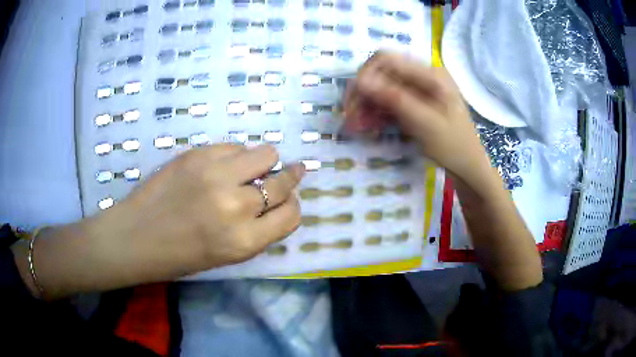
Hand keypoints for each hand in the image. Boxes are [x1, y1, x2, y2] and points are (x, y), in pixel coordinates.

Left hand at [17, 144, 303, 298]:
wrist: (136, 236)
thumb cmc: (180, 255)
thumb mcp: (227, 255)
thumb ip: (258, 230)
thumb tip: (278, 200)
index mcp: (244, 242)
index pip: (292, 215)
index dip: (293, 207)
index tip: (287, 201)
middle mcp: (236, 207)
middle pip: (284, 182)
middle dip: (288, 180)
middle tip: (283, 176)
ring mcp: (216, 175)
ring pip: (266, 153)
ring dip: (264, 162)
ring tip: (249, 169)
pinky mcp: (198, 154)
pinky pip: (235, 146)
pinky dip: (236, 155)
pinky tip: (222, 166)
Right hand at [345, 52, 541, 290]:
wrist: (469, 167)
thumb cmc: (454, 146)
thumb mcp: (426, 123)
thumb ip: (395, 99)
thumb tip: (360, 80)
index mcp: (430, 74)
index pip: (385, 59)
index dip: (364, 76)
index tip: (353, 103)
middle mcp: (422, 75)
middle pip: (381, 72)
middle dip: (363, 93)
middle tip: (351, 119)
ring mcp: (418, 89)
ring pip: (381, 87)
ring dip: (366, 105)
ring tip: (357, 127)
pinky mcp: (414, 101)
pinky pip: (388, 100)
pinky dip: (376, 112)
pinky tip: (369, 127)